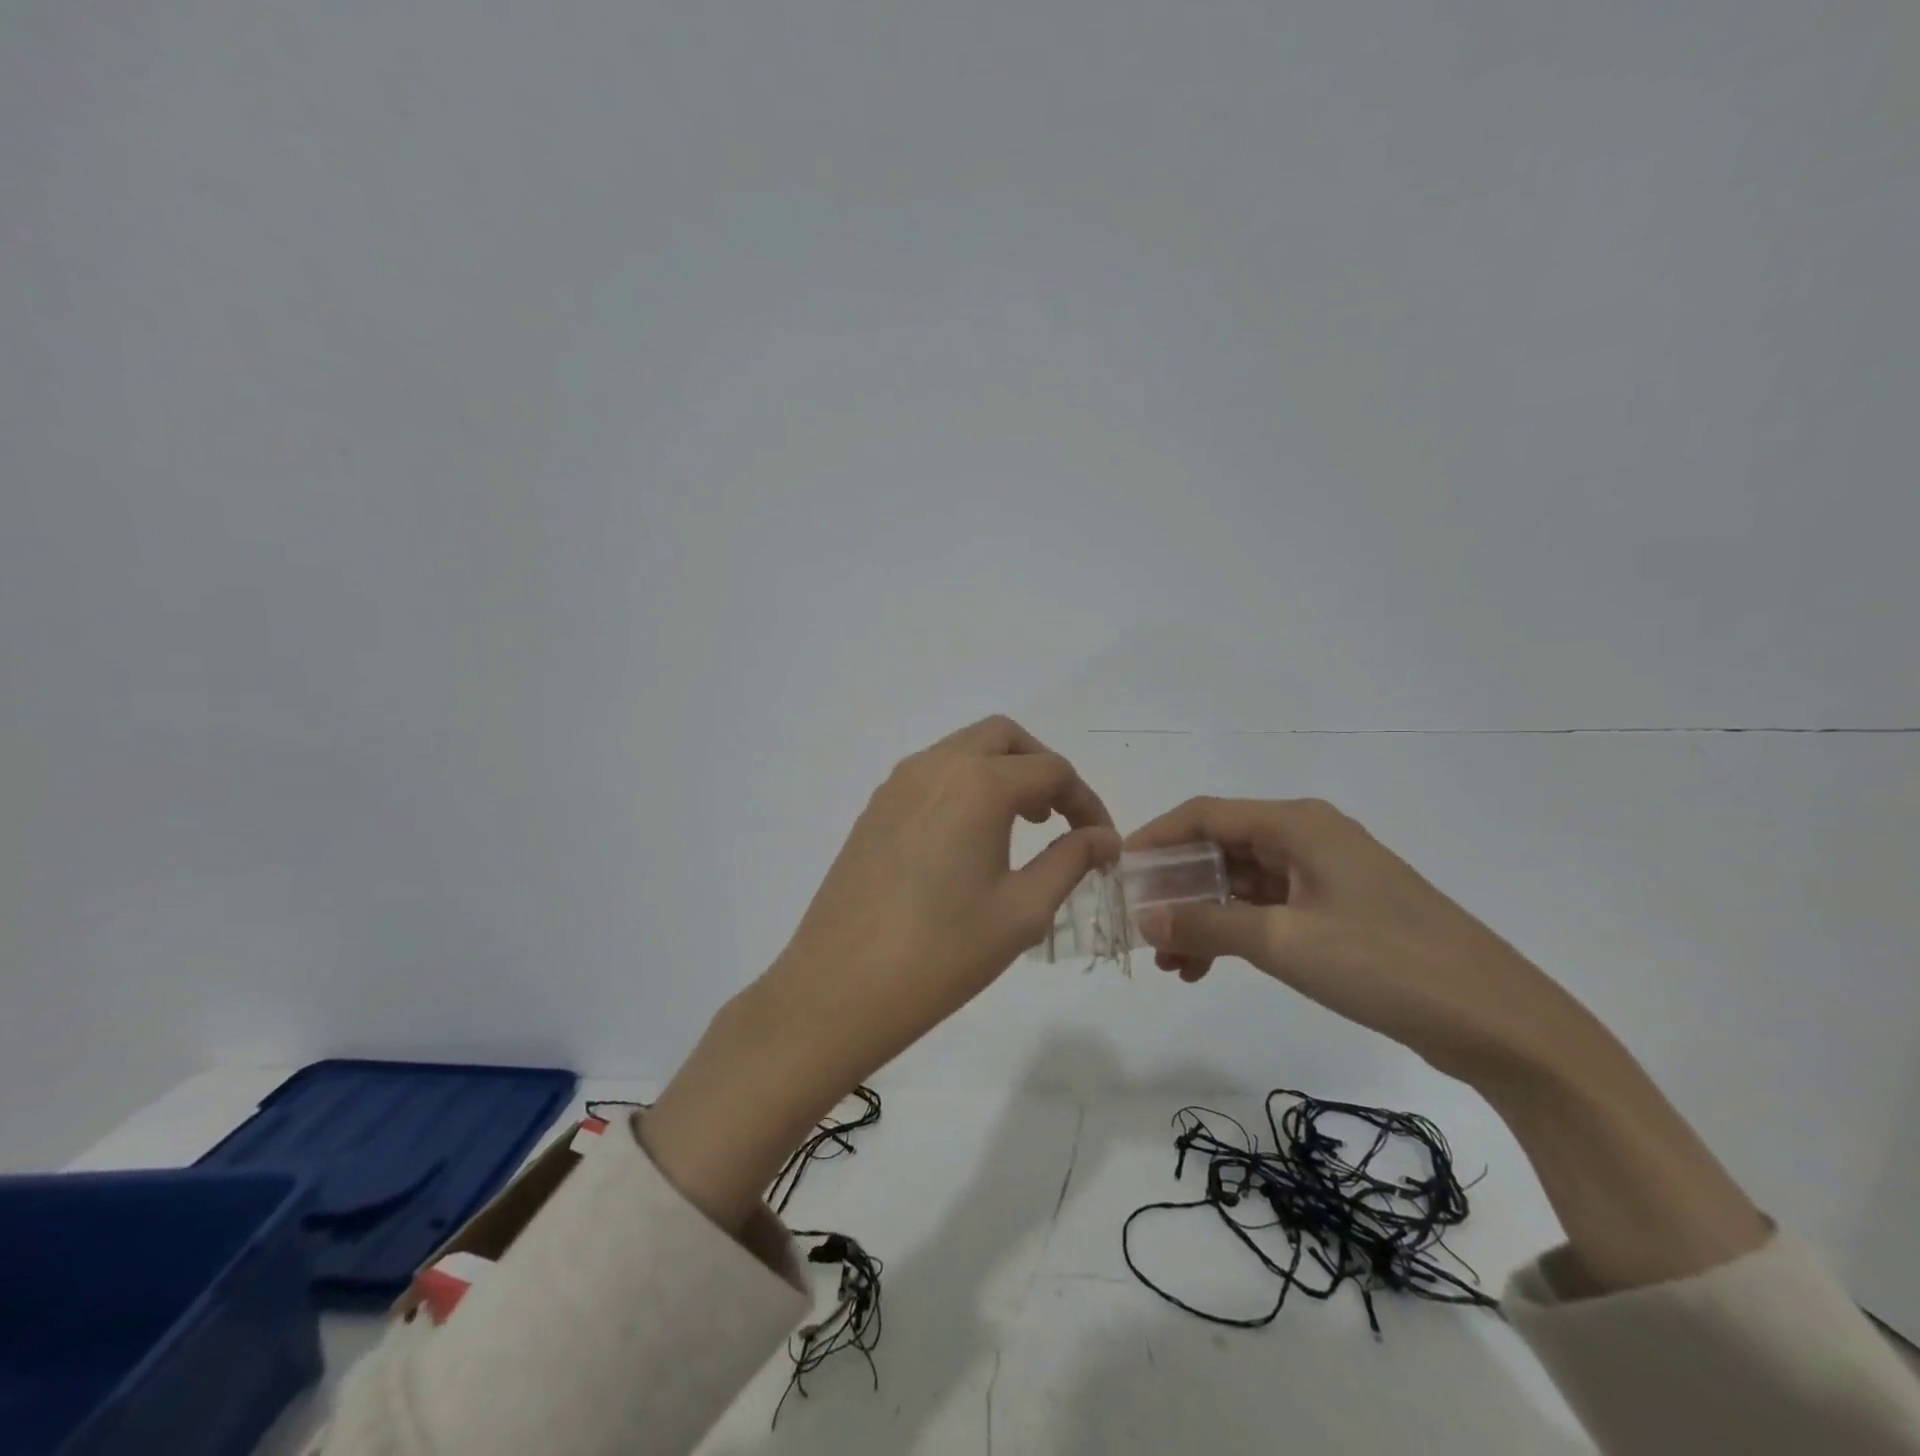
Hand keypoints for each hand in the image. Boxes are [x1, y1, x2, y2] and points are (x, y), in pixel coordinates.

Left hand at [762, 714, 1118, 1079]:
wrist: (840, 987)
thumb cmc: (943, 953)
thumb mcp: (1023, 910)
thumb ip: (1071, 861)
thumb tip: (1104, 838)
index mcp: (979, 784)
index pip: (1052, 771)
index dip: (1087, 803)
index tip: (1102, 842)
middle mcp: (935, 766)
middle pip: (1004, 738)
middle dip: (1042, 768)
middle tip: (1058, 819)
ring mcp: (897, 784)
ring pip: (963, 750)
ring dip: (1001, 773)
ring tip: (1019, 828)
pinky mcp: (874, 808)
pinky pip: (931, 775)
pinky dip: (964, 787)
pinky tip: (968, 841)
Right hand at [1129, 797, 1767, 1293]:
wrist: (1500, 1024)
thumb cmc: (1387, 964)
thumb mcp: (1284, 942)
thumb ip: (1207, 925)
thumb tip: (1144, 919)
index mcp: (1297, 825)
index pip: (1204, 814)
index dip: (1154, 838)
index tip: (1115, 870)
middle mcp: (1308, 838)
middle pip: (1220, 848)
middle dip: (1175, 887)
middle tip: (1140, 928)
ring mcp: (1325, 876)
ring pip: (1240, 883)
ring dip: (1202, 916)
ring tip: (1172, 963)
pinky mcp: (1339, 911)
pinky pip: (1267, 910)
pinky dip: (1234, 932)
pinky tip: (1209, 967)